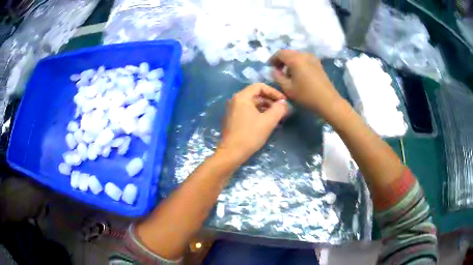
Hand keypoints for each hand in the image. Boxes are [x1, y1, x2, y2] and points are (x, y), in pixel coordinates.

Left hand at [217, 83, 288, 161]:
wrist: (231, 153)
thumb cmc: (250, 135)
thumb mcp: (268, 121)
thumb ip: (278, 109)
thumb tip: (284, 103)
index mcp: (242, 97)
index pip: (260, 86)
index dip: (274, 92)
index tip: (283, 101)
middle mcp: (235, 101)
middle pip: (256, 95)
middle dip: (271, 101)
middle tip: (282, 110)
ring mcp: (232, 110)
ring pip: (253, 104)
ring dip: (266, 108)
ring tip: (277, 117)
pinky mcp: (233, 120)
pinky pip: (248, 112)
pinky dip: (259, 114)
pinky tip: (267, 123)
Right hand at [270, 50, 343, 120]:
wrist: (328, 101)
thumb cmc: (306, 95)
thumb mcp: (287, 88)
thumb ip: (277, 77)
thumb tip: (273, 70)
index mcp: (295, 59)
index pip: (280, 53)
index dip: (273, 59)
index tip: (270, 67)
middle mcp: (304, 55)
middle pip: (289, 53)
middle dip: (281, 60)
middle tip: (278, 71)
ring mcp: (313, 58)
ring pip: (297, 56)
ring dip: (290, 62)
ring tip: (288, 74)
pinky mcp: (318, 64)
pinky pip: (304, 59)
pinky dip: (298, 63)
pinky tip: (299, 74)